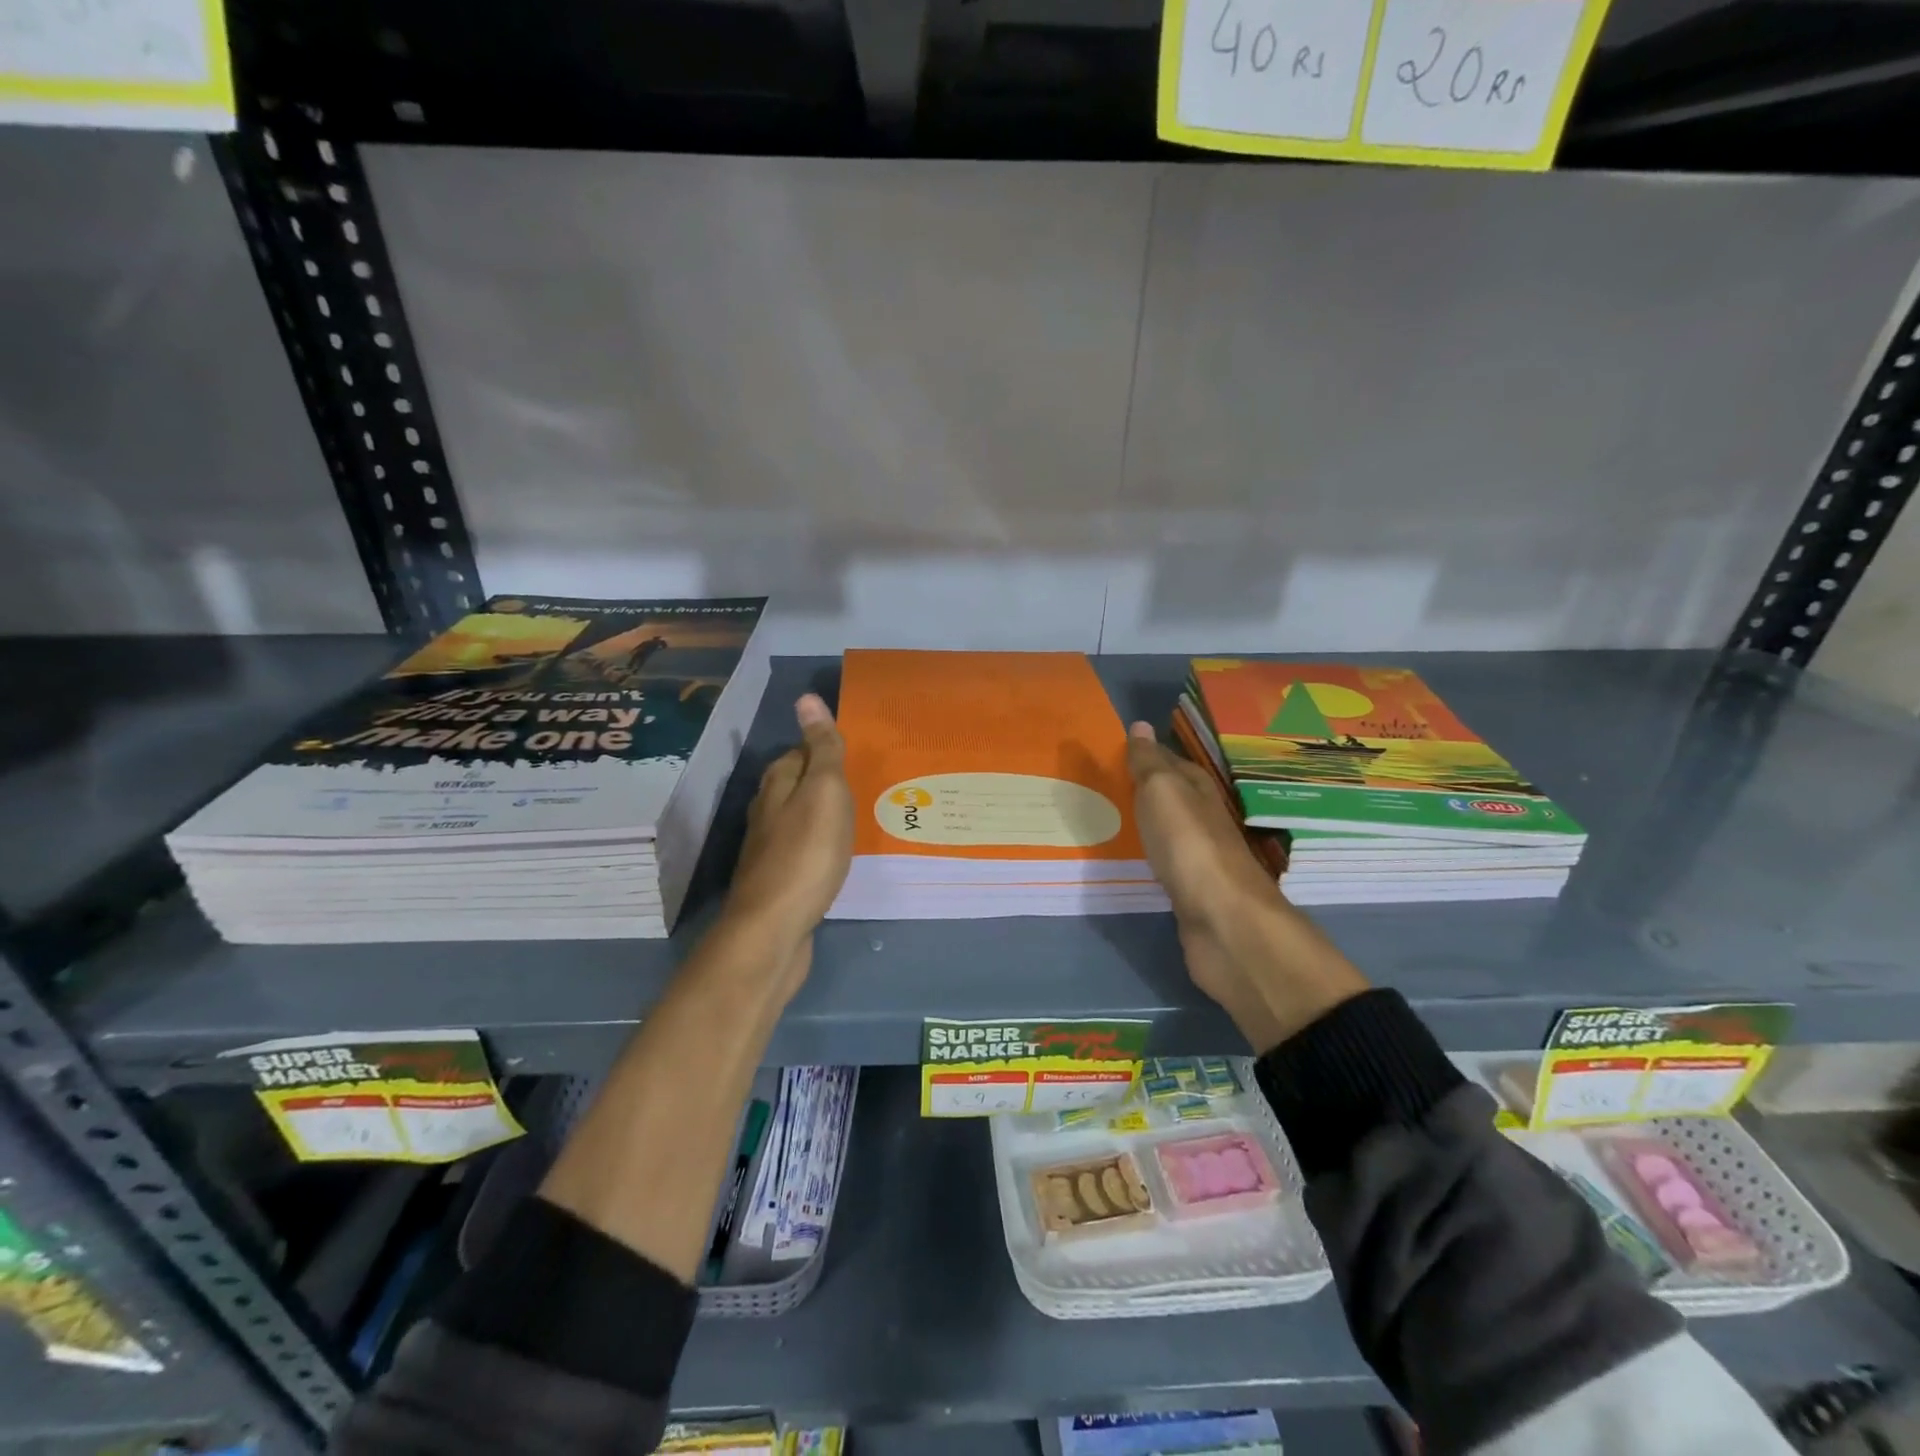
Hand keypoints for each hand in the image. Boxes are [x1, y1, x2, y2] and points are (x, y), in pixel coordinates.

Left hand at [719, 694, 853, 993]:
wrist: (774, 929)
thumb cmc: (806, 854)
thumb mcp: (824, 792)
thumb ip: (822, 749)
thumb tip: (806, 698)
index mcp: (777, 785)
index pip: (801, 751)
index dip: (825, 749)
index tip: (856, 756)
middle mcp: (767, 811)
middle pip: (796, 785)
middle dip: (825, 782)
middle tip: (864, 786)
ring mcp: (769, 849)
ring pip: (799, 818)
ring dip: (823, 816)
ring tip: (857, 819)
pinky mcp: (777, 881)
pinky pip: (803, 851)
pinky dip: (820, 847)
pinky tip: (835, 858)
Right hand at [1127, 722, 1367, 1052]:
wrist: (1223, 922)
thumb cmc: (1189, 846)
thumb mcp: (1163, 792)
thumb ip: (1150, 763)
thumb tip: (1141, 725)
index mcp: (1199, 791)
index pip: (1172, 763)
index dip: (1148, 755)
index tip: (1117, 750)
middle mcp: (1204, 820)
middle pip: (1173, 797)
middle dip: (1146, 788)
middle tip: (1107, 783)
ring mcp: (1200, 859)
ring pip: (1169, 830)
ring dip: (1148, 822)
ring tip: (1112, 817)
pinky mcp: (1192, 893)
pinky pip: (1166, 864)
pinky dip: (1150, 856)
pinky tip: (1134, 859)